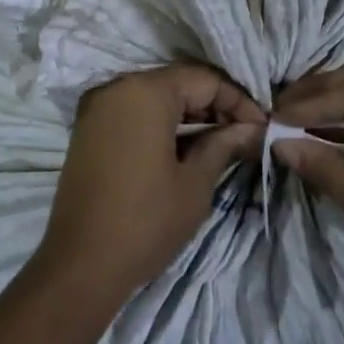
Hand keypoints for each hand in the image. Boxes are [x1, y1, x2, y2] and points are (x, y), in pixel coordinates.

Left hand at [33, 64, 264, 309]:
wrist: (81, 263)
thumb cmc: (145, 221)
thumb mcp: (195, 184)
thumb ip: (223, 145)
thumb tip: (250, 129)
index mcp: (145, 92)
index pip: (204, 80)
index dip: (238, 101)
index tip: (262, 127)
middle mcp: (118, 88)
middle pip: (178, 83)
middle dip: (214, 105)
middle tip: (244, 135)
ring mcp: (98, 107)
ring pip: (155, 96)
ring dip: (188, 114)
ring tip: (220, 142)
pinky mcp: (89, 128)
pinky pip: (133, 111)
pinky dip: (161, 122)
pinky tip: (185, 146)